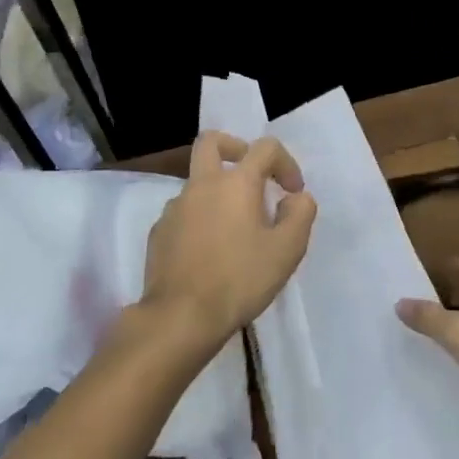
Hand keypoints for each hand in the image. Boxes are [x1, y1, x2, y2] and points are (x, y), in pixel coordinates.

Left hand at [142, 130, 317, 357]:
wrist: (180, 317)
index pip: (265, 148)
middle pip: (212, 142)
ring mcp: (175, 207)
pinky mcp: (159, 232)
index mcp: (236, 183)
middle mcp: (202, 185)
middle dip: (235, 148)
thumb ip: (300, 215)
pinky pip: (183, 212)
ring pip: (197, 181)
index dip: (285, 162)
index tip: (292, 192)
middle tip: (252, 174)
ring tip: (236, 229)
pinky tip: (210, 251)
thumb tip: (295, 198)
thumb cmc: (239, 280)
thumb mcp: (287, 251)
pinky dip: (200, 219)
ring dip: (218, 191)